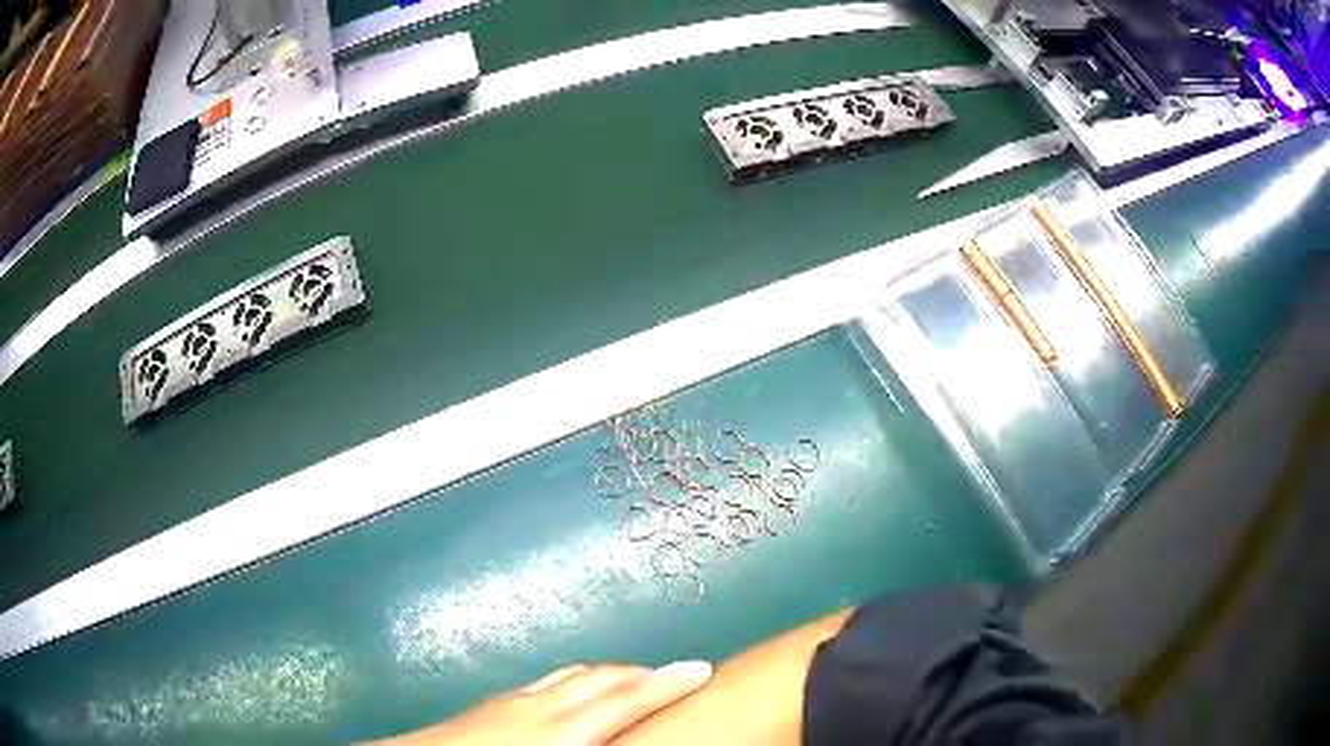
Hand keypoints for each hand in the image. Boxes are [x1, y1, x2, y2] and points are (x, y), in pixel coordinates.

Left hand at [371, 661, 713, 745]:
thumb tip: (626, 741)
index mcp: (562, 731)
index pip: (627, 700)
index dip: (668, 683)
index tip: (701, 669)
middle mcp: (542, 706)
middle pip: (603, 678)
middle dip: (641, 673)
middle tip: (674, 676)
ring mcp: (513, 698)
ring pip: (573, 674)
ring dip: (608, 674)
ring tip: (631, 682)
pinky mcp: (492, 700)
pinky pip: (547, 682)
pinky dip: (574, 682)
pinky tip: (571, 696)